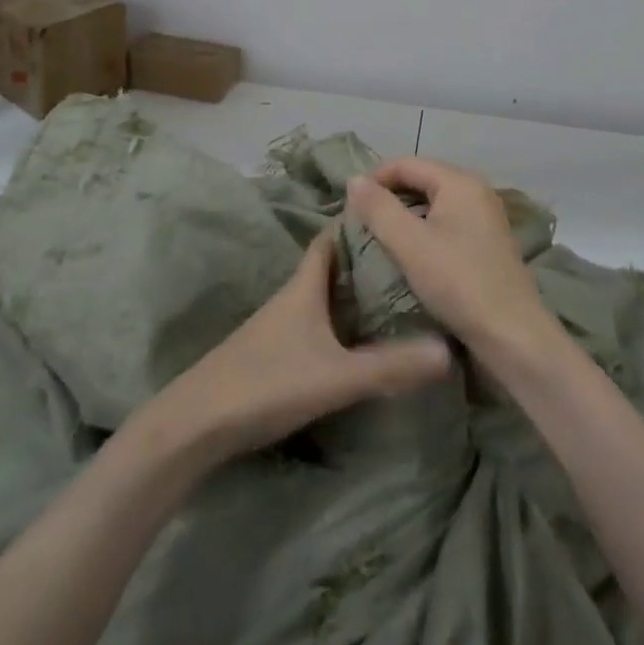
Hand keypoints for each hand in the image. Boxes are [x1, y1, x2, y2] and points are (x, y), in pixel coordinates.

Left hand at [141, 229, 452, 468]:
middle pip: (327, 269)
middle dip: (361, 263)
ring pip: (319, 299)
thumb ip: (389, 366)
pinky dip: (334, 324)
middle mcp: (290, 299)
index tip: (389, 221)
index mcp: (303, 287)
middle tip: (402, 264)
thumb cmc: (267, 383)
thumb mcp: (336, 377)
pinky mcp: (269, 355)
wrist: (196, 423)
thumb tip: (447, 350)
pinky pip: (311, 326)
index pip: (329, 240)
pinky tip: (352, 344)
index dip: (355, 226)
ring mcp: (276, 328)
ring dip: (348, 296)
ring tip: (388, 301)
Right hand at [345, 158, 559, 362]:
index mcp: (460, 182)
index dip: (375, 179)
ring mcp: (486, 216)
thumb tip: (354, 179)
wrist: (512, 335)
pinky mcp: (488, 241)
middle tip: (363, 223)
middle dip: (390, 196)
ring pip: (435, 202)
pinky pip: (448, 222)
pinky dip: (426, 229)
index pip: (406, 164)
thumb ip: (379, 208)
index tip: (350, 207)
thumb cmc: (458, 282)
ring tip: (381, 238)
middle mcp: (477, 190)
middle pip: (423, 179)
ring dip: (407, 215)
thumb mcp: (410, 244)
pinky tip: (412, 253)